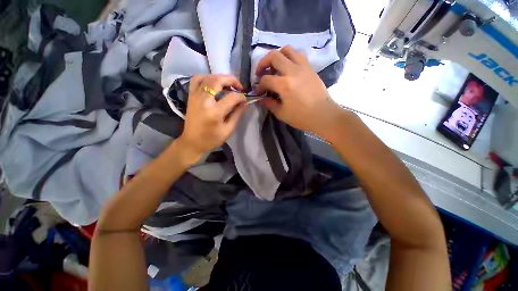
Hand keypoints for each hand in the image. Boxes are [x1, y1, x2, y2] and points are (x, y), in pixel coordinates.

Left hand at [176, 74, 246, 163]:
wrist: (192, 142)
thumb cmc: (212, 139)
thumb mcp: (228, 130)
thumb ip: (237, 114)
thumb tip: (244, 103)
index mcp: (215, 112)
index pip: (232, 97)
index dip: (241, 97)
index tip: (245, 100)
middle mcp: (204, 100)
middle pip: (218, 81)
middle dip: (232, 80)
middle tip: (239, 87)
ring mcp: (195, 96)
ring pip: (208, 77)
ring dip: (221, 77)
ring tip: (228, 84)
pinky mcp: (191, 96)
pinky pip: (197, 79)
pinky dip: (207, 77)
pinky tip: (214, 83)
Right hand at [255, 46, 344, 136]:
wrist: (323, 115)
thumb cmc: (302, 117)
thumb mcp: (281, 113)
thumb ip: (269, 104)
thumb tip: (261, 99)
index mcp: (284, 84)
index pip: (266, 79)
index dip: (259, 86)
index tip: (258, 92)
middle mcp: (292, 71)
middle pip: (273, 56)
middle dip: (263, 63)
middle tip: (260, 73)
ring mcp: (303, 67)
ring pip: (287, 50)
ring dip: (277, 56)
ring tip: (275, 67)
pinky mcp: (310, 68)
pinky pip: (298, 55)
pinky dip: (290, 58)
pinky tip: (288, 68)